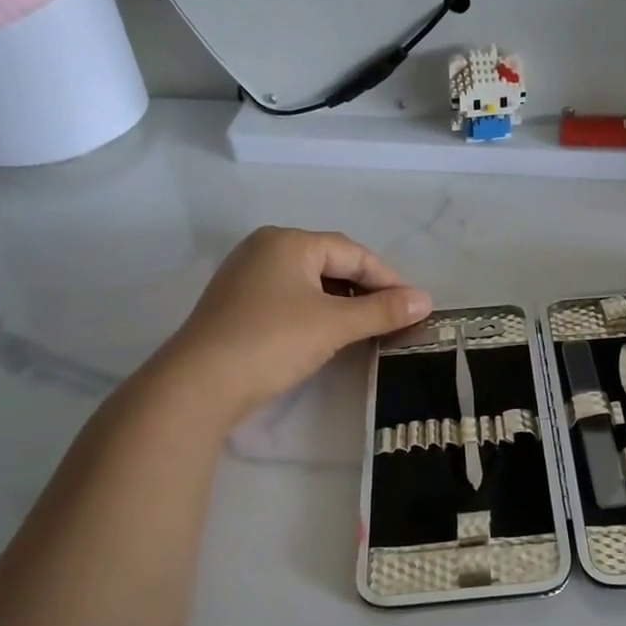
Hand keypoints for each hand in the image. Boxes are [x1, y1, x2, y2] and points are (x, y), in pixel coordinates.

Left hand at [155, 227, 430, 423]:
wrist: (199, 384)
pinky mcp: (236, 305)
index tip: (413, 304)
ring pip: (308, 282)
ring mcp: (245, 276)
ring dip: (342, 302)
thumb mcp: (335, 324)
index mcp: (288, 242)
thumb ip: (382, 310)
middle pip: (330, 263)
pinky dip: (315, 312)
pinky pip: (288, 298)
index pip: (352, 252)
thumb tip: (425, 300)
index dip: (388, 277)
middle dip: (365, 288)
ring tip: (367, 327)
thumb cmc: (272, 341)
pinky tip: (328, 333)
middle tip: (393, 316)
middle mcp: (265, 249)